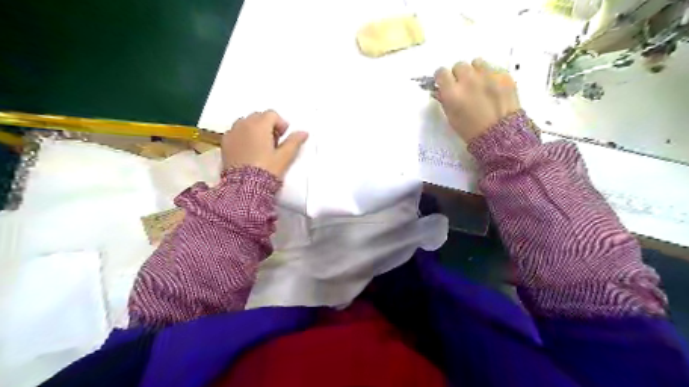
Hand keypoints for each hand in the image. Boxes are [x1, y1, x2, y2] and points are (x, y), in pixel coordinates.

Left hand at [223, 109, 307, 177]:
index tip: (283, 136)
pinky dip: (242, 136)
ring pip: (245, 123)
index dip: (280, 124)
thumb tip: (304, 133)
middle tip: (274, 142)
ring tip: (260, 146)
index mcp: (260, 125)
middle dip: (267, 125)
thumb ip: (294, 142)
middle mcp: (244, 125)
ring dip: (254, 129)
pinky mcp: (225, 143)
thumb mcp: (284, 157)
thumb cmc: (266, 170)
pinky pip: (235, 132)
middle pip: (258, 116)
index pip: (272, 114)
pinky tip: (248, 150)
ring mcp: (232, 133)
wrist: (245, 186)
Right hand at [432, 58, 518, 141]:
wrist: (501, 135)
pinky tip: (493, 89)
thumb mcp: (452, 117)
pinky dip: (491, 76)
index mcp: (453, 93)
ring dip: (475, 71)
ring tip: (479, 84)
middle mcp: (469, 80)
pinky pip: (493, 69)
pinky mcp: (504, 75)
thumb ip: (445, 100)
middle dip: (459, 74)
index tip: (444, 82)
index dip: (442, 77)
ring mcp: (488, 76)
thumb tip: (441, 89)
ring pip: (477, 63)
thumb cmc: (471, 130)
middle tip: (463, 86)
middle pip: (459, 65)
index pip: (441, 72)